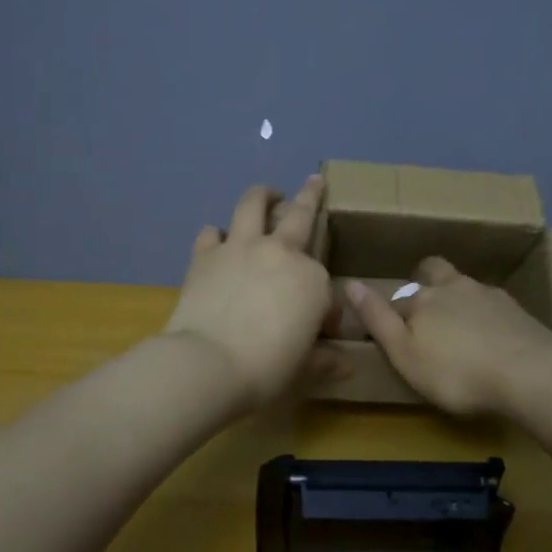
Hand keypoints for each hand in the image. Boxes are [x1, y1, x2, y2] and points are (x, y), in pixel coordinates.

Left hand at [162, 176, 334, 409]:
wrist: (208, 363)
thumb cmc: (266, 368)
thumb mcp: (303, 369)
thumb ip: (325, 361)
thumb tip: (346, 366)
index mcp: (312, 279)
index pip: (324, 283)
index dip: (324, 307)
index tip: (319, 329)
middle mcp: (280, 253)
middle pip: (300, 214)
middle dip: (311, 195)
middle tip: (315, 182)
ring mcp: (240, 248)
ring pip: (253, 204)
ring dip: (262, 195)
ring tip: (266, 194)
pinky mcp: (205, 255)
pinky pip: (212, 232)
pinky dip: (217, 234)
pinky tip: (217, 240)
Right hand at [343, 257, 551, 415]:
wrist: (531, 373)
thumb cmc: (456, 372)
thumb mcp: (405, 354)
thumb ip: (377, 319)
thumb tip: (349, 283)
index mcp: (421, 299)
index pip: (396, 299)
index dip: (391, 312)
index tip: (391, 330)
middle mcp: (453, 287)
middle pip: (434, 272)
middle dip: (426, 281)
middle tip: (425, 305)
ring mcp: (488, 295)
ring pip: (465, 285)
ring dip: (459, 298)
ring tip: (462, 327)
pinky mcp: (517, 309)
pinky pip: (493, 303)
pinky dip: (487, 314)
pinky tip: (493, 336)